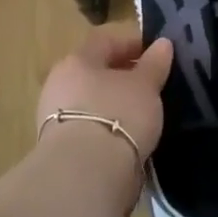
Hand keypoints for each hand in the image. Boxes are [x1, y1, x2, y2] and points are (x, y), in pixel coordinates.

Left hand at [37, 23, 173, 159]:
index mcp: (77, 61)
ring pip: (91, 101)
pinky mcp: (60, 148)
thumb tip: (163, 43)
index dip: (132, 43)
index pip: (105, 41)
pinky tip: (127, 137)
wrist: (85, 174)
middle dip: (122, 76)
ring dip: (114, 104)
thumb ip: (154, 63)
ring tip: (142, 114)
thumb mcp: (145, 85)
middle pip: (95, 72)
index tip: (155, 54)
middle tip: (151, 84)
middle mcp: (59, 84)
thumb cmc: (118, 115)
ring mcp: (54, 118)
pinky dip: (107, 127)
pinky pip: (89, 127)